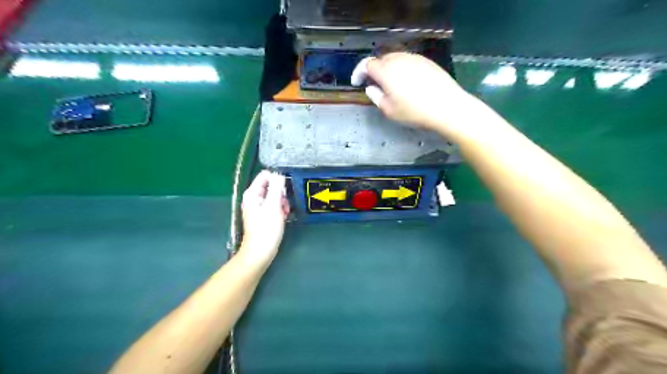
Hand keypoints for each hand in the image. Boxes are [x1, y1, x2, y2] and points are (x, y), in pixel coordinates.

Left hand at [242, 171, 289, 266]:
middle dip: (281, 193)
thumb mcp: (273, 206)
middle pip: (271, 185)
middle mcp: (254, 198)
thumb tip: (279, 174)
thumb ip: (276, 188)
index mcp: (252, 193)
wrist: (261, 251)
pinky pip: (274, 205)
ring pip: (274, 195)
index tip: (285, 189)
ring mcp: (258, 206)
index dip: (277, 179)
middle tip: (284, 204)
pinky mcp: (264, 214)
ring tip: (285, 212)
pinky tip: (283, 216)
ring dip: (282, 202)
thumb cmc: (266, 229)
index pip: (265, 175)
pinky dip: (280, 209)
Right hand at [351, 52, 476, 136]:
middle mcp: (399, 59)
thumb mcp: (389, 111)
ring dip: (388, 69)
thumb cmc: (414, 112)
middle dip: (373, 70)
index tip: (356, 83)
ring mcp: (414, 58)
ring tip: (389, 84)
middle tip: (373, 84)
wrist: (447, 106)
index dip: (358, 73)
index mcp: (386, 71)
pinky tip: (406, 82)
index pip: (366, 64)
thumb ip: (376, 97)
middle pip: (381, 59)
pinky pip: (408, 61)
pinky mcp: (427, 61)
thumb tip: (371, 88)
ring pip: (395, 58)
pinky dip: (401, 69)